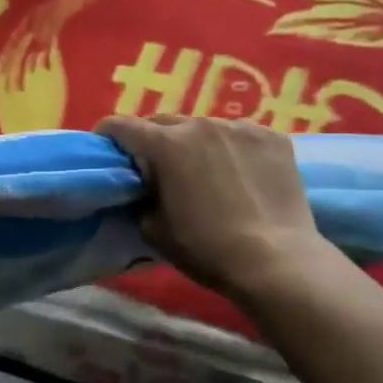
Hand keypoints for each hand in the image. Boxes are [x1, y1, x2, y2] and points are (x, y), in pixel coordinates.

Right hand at [97, 115, 331, 298]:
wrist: (276, 260)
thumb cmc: (206, 248)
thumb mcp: (154, 230)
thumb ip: (141, 200)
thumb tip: (145, 190)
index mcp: (166, 145)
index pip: (122, 126)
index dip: (107, 135)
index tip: (106, 148)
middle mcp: (201, 124)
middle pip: (164, 121)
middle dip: (152, 139)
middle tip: (154, 165)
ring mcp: (241, 128)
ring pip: (204, 127)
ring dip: (194, 143)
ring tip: (202, 170)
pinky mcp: (273, 138)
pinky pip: (239, 135)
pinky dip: (230, 149)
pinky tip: (238, 174)